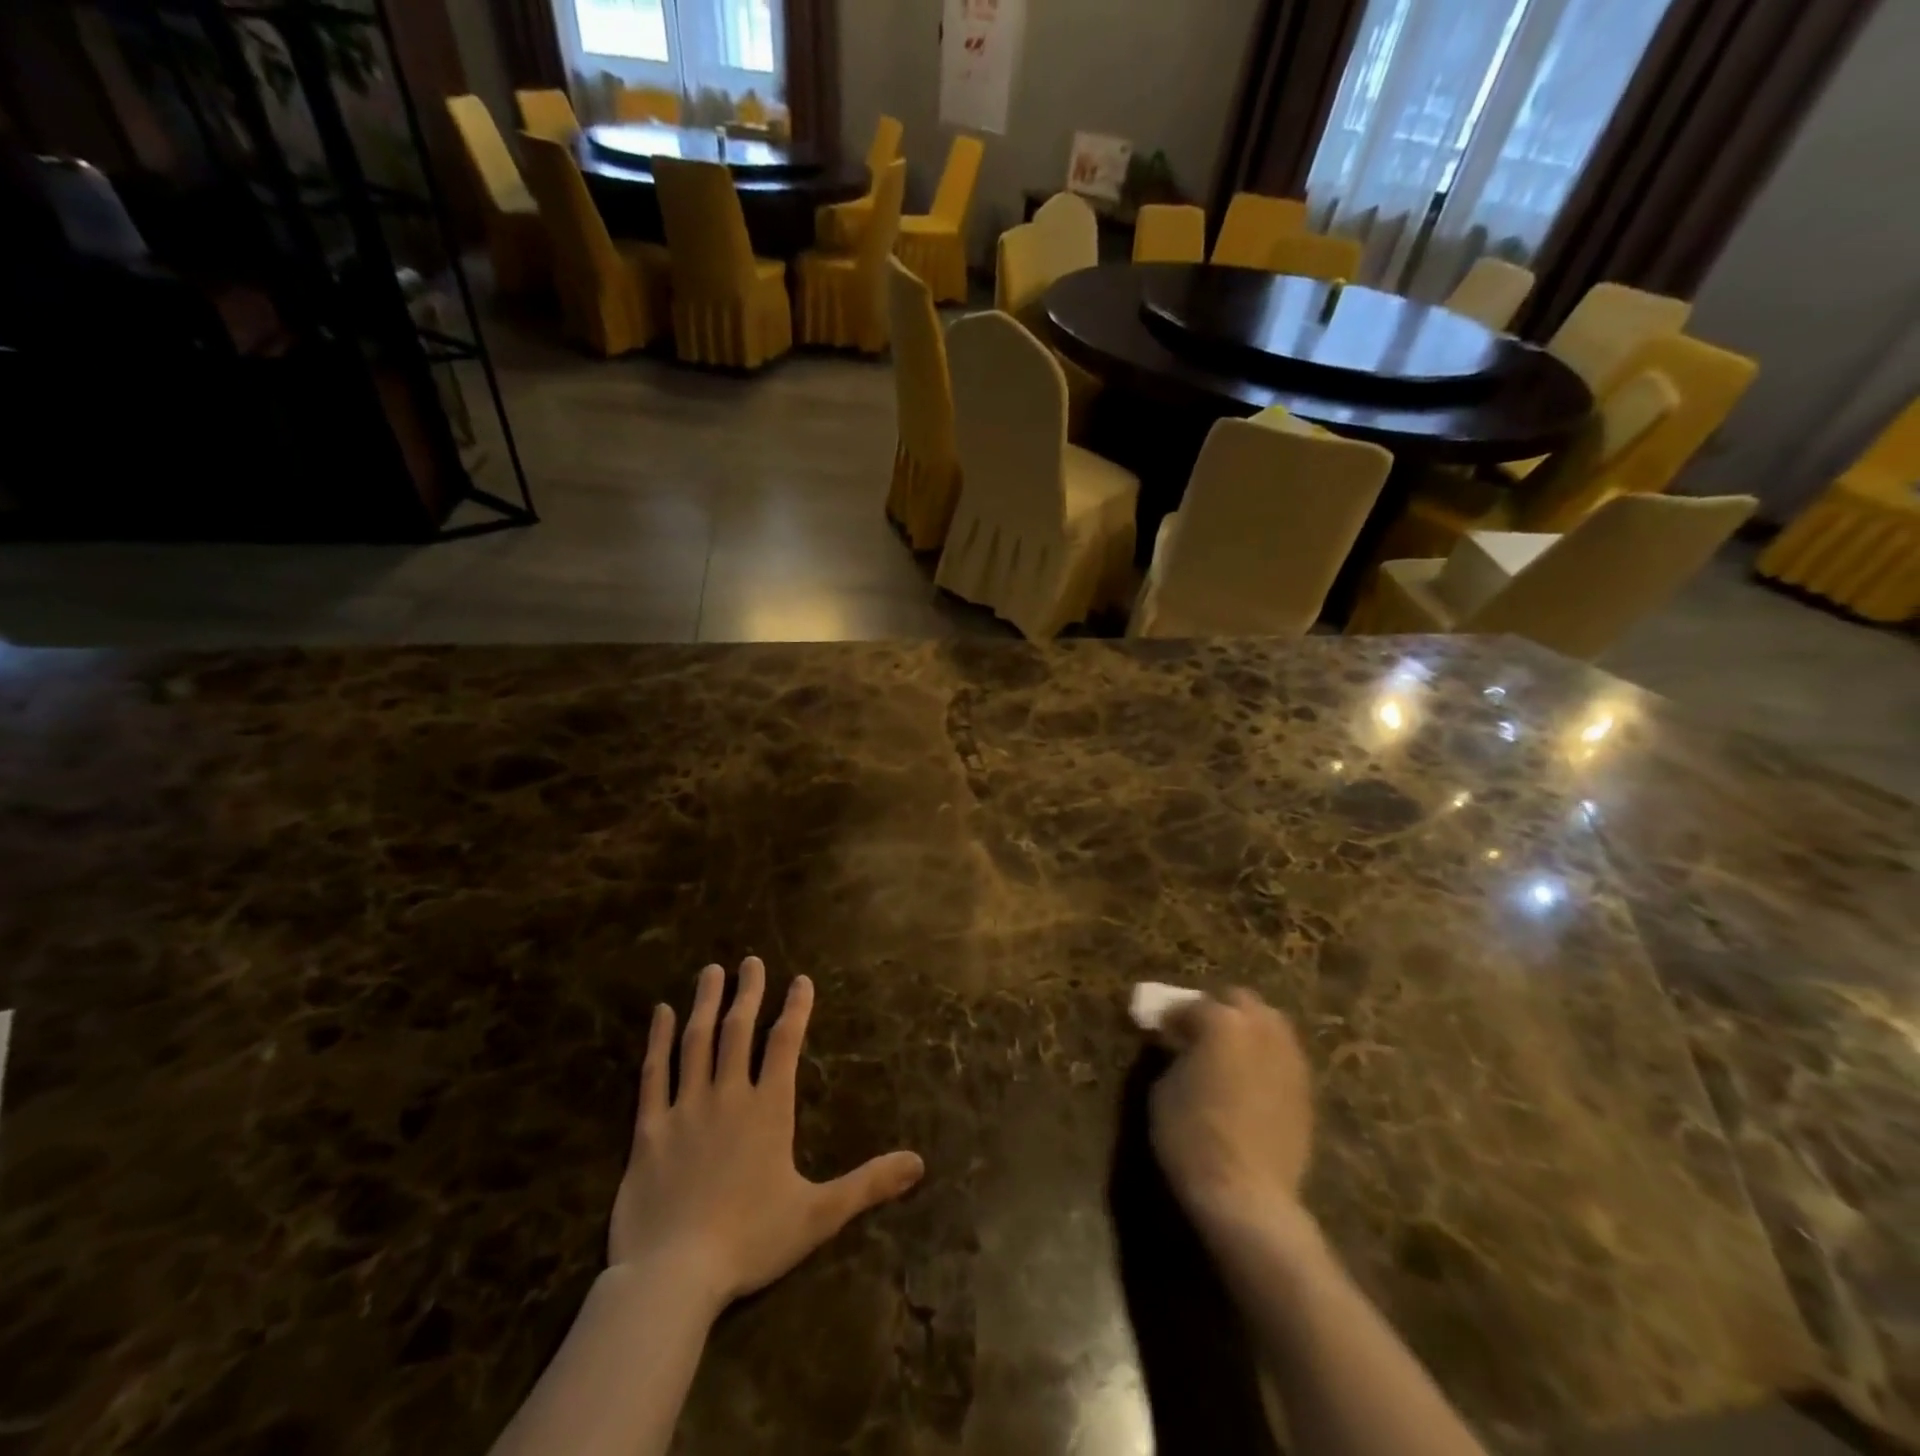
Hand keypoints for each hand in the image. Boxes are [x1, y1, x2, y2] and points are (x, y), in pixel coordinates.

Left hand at [609, 958, 924, 1310]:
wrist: (672, 1277)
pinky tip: (660, 1013)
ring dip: (706, 1003)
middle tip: (752, 961)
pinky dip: (657, 1040)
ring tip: (711, 972)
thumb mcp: (819, 1215)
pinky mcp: (648, 1129)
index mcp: (768, 1110)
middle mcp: (727, 1096)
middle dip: (748, 992)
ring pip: (696, 1042)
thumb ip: (868, 1184)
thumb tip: (919, 1163)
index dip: (795, 1008)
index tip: (800, 980)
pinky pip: (653, 1074)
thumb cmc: (750, 1241)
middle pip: (738, 1031)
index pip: (785, 1044)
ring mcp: (684, 1109)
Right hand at [1149, 988, 1313, 1237]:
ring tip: (1227, 1054)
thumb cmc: (1192, 1136)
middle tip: (1198, 1033)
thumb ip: (1175, 1055)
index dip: (1172, 1016)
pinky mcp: (1305, 1089)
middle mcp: (1261, 1029)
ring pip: (1269, 1024)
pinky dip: (1264, 1057)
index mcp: (1222, 1022)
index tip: (1160, 1030)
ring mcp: (1289, 1058)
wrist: (1247, 1195)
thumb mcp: (1164, 1089)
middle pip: (1240, 1001)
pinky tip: (1249, 1081)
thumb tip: (1180, 1047)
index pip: (1191, 1006)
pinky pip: (1282, 1056)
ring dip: (1246, 1029)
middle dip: (1218, 1010)